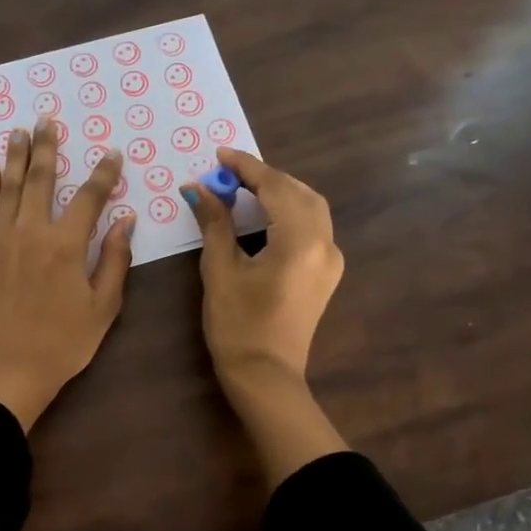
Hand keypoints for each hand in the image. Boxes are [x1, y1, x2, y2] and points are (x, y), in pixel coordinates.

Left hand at [0, 120, 133, 429]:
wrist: (7, 371)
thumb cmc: (62, 344)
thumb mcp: (102, 308)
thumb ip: (114, 260)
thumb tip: (125, 220)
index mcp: (66, 246)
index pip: (89, 198)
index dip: (103, 173)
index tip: (112, 154)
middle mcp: (31, 234)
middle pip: (40, 180)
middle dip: (47, 147)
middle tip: (48, 120)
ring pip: (8, 189)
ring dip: (15, 158)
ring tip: (19, 132)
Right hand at [185, 148, 347, 485]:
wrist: (265, 376)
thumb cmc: (237, 326)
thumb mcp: (220, 270)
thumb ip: (215, 222)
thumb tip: (199, 188)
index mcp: (300, 241)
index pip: (275, 188)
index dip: (246, 167)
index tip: (219, 154)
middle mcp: (325, 244)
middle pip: (299, 192)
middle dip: (266, 177)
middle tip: (229, 172)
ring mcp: (331, 260)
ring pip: (311, 207)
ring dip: (281, 191)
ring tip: (245, 187)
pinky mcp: (327, 273)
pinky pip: (313, 227)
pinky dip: (290, 211)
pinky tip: (265, 214)